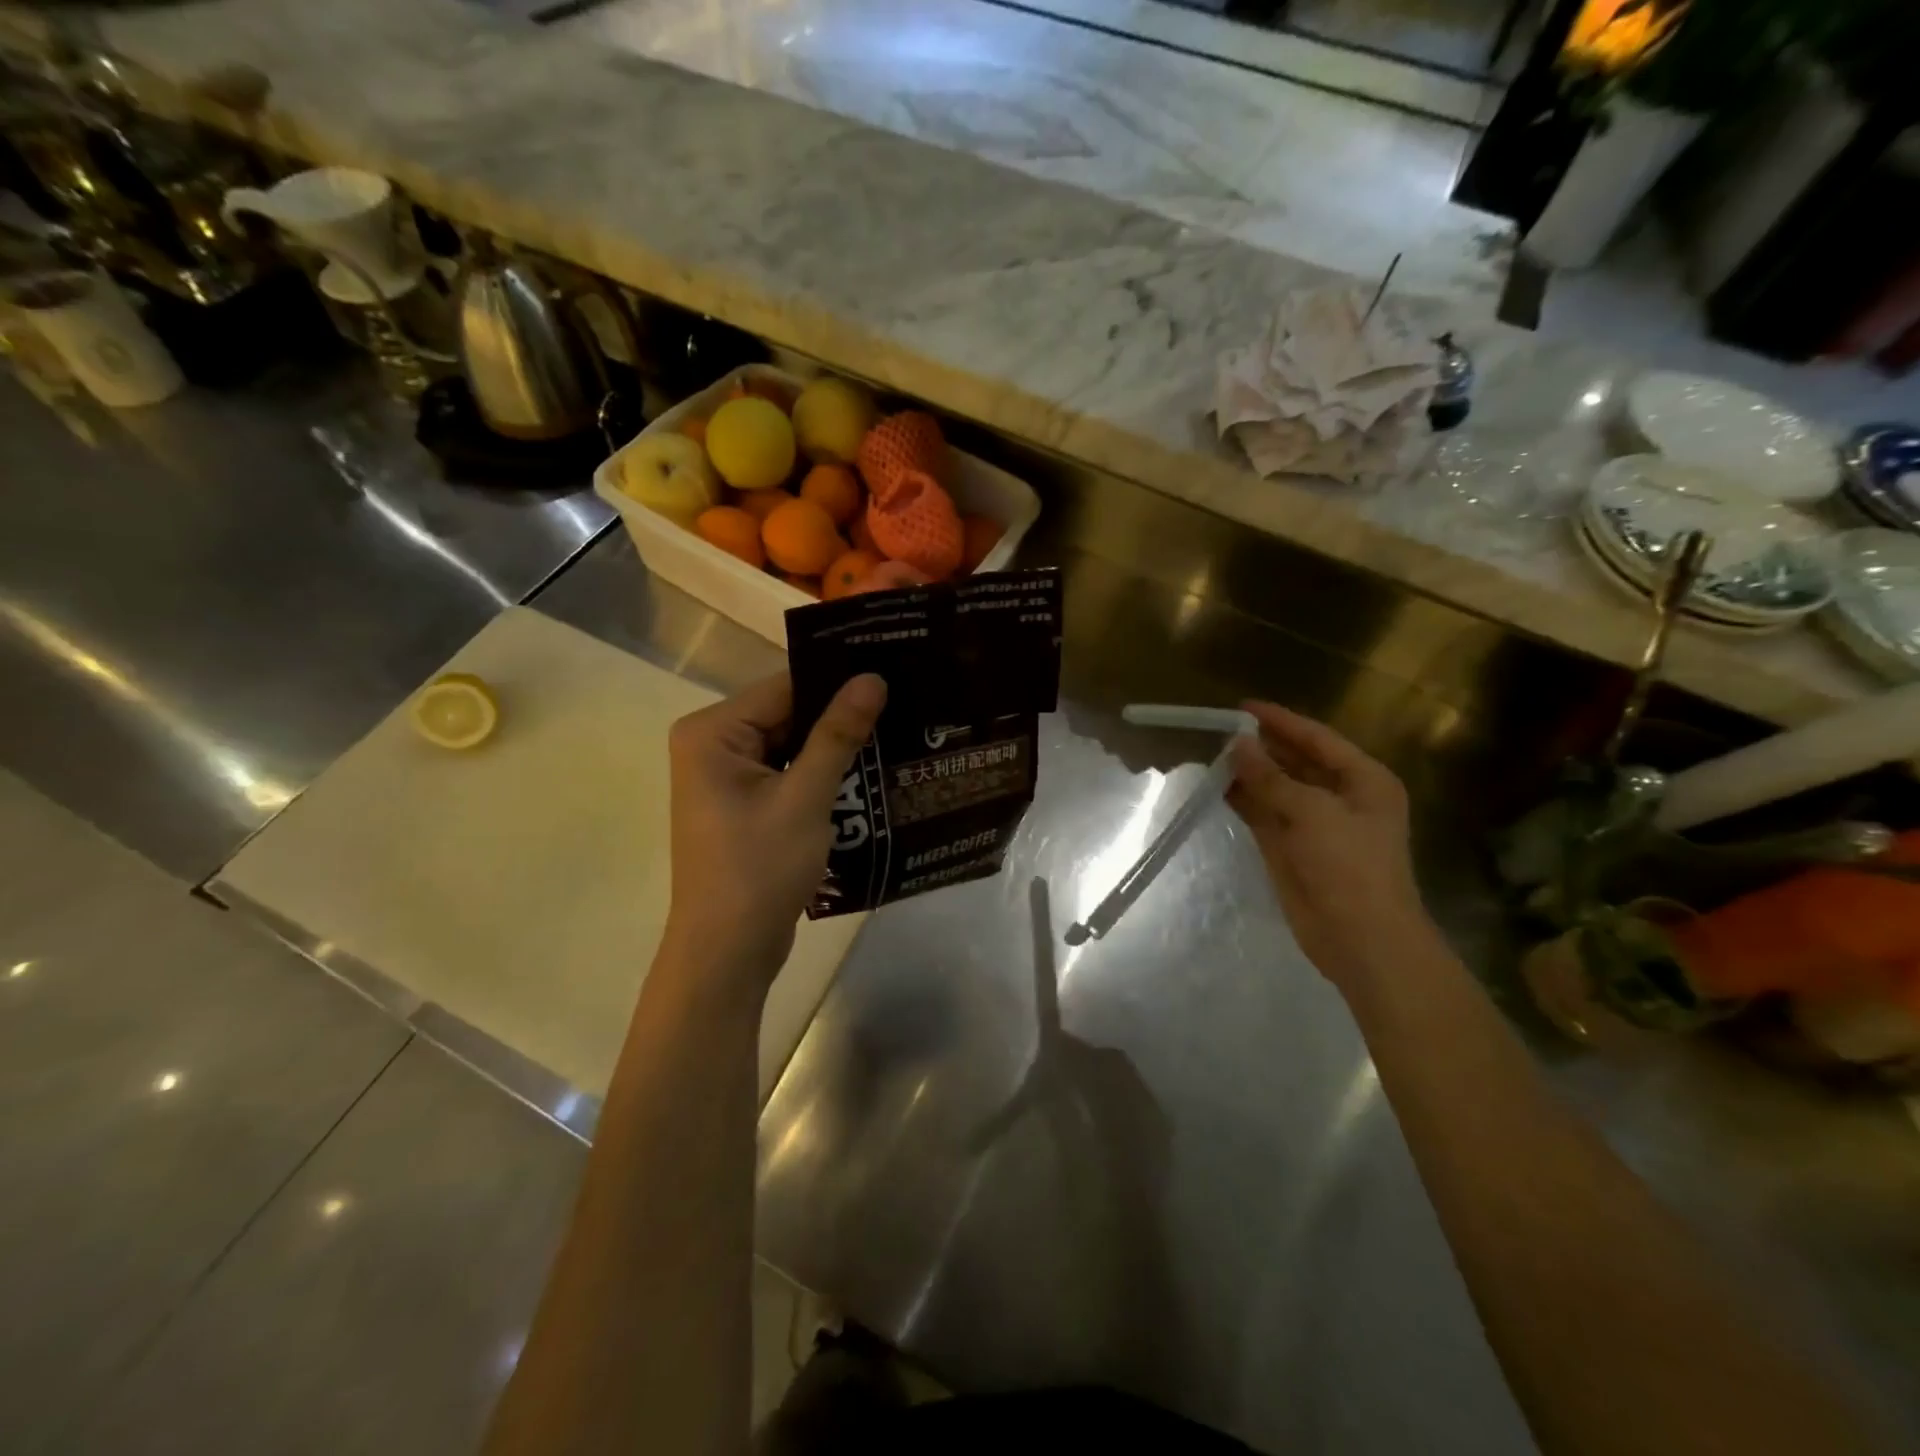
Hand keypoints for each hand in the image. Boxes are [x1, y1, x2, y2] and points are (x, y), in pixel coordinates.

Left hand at [660, 671, 886, 991]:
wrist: (728, 954)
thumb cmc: (758, 870)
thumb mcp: (805, 798)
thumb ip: (837, 734)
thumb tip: (872, 678)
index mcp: (712, 732)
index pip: (784, 687)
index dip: (838, 681)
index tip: (893, 674)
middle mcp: (713, 745)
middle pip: (788, 714)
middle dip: (840, 717)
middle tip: (905, 705)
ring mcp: (727, 777)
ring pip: (793, 745)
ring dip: (836, 748)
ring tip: (899, 732)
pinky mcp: (745, 804)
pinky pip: (789, 774)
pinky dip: (823, 775)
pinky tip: (871, 771)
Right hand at [1227, 702, 1435, 991]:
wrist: (1360, 938)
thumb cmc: (1349, 866)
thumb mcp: (1312, 813)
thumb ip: (1271, 777)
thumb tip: (1237, 743)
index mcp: (1364, 781)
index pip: (1318, 739)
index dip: (1281, 721)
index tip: (1243, 706)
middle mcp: (1340, 797)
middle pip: (1296, 761)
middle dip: (1261, 746)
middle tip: (1219, 729)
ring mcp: (1313, 825)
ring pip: (1275, 788)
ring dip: (1248, 773)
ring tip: (1211, 754)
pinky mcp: (1290, 848)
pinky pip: (1263, 814)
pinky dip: (1242, 800)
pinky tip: (1215, 786)